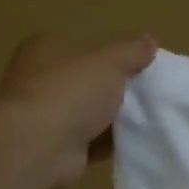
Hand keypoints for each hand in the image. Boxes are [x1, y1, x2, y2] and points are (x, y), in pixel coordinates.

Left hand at [0, 33, 157, 187]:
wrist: (39, 148)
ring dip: (114, 117)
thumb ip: (132, 50)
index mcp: (45, 49)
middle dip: (116, 88)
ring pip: (89, 111)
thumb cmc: (71, 92)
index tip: (142, 65)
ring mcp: (44, 114)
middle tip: (148, 92)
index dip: (114, 54)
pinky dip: (108, 142)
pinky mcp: (52, 146)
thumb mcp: (111, 62)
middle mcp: (38, 79)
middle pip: (88, 80)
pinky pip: (89, 140)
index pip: (84, 45)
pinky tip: (133, 141)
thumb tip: (149, 41)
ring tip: (147, 117)